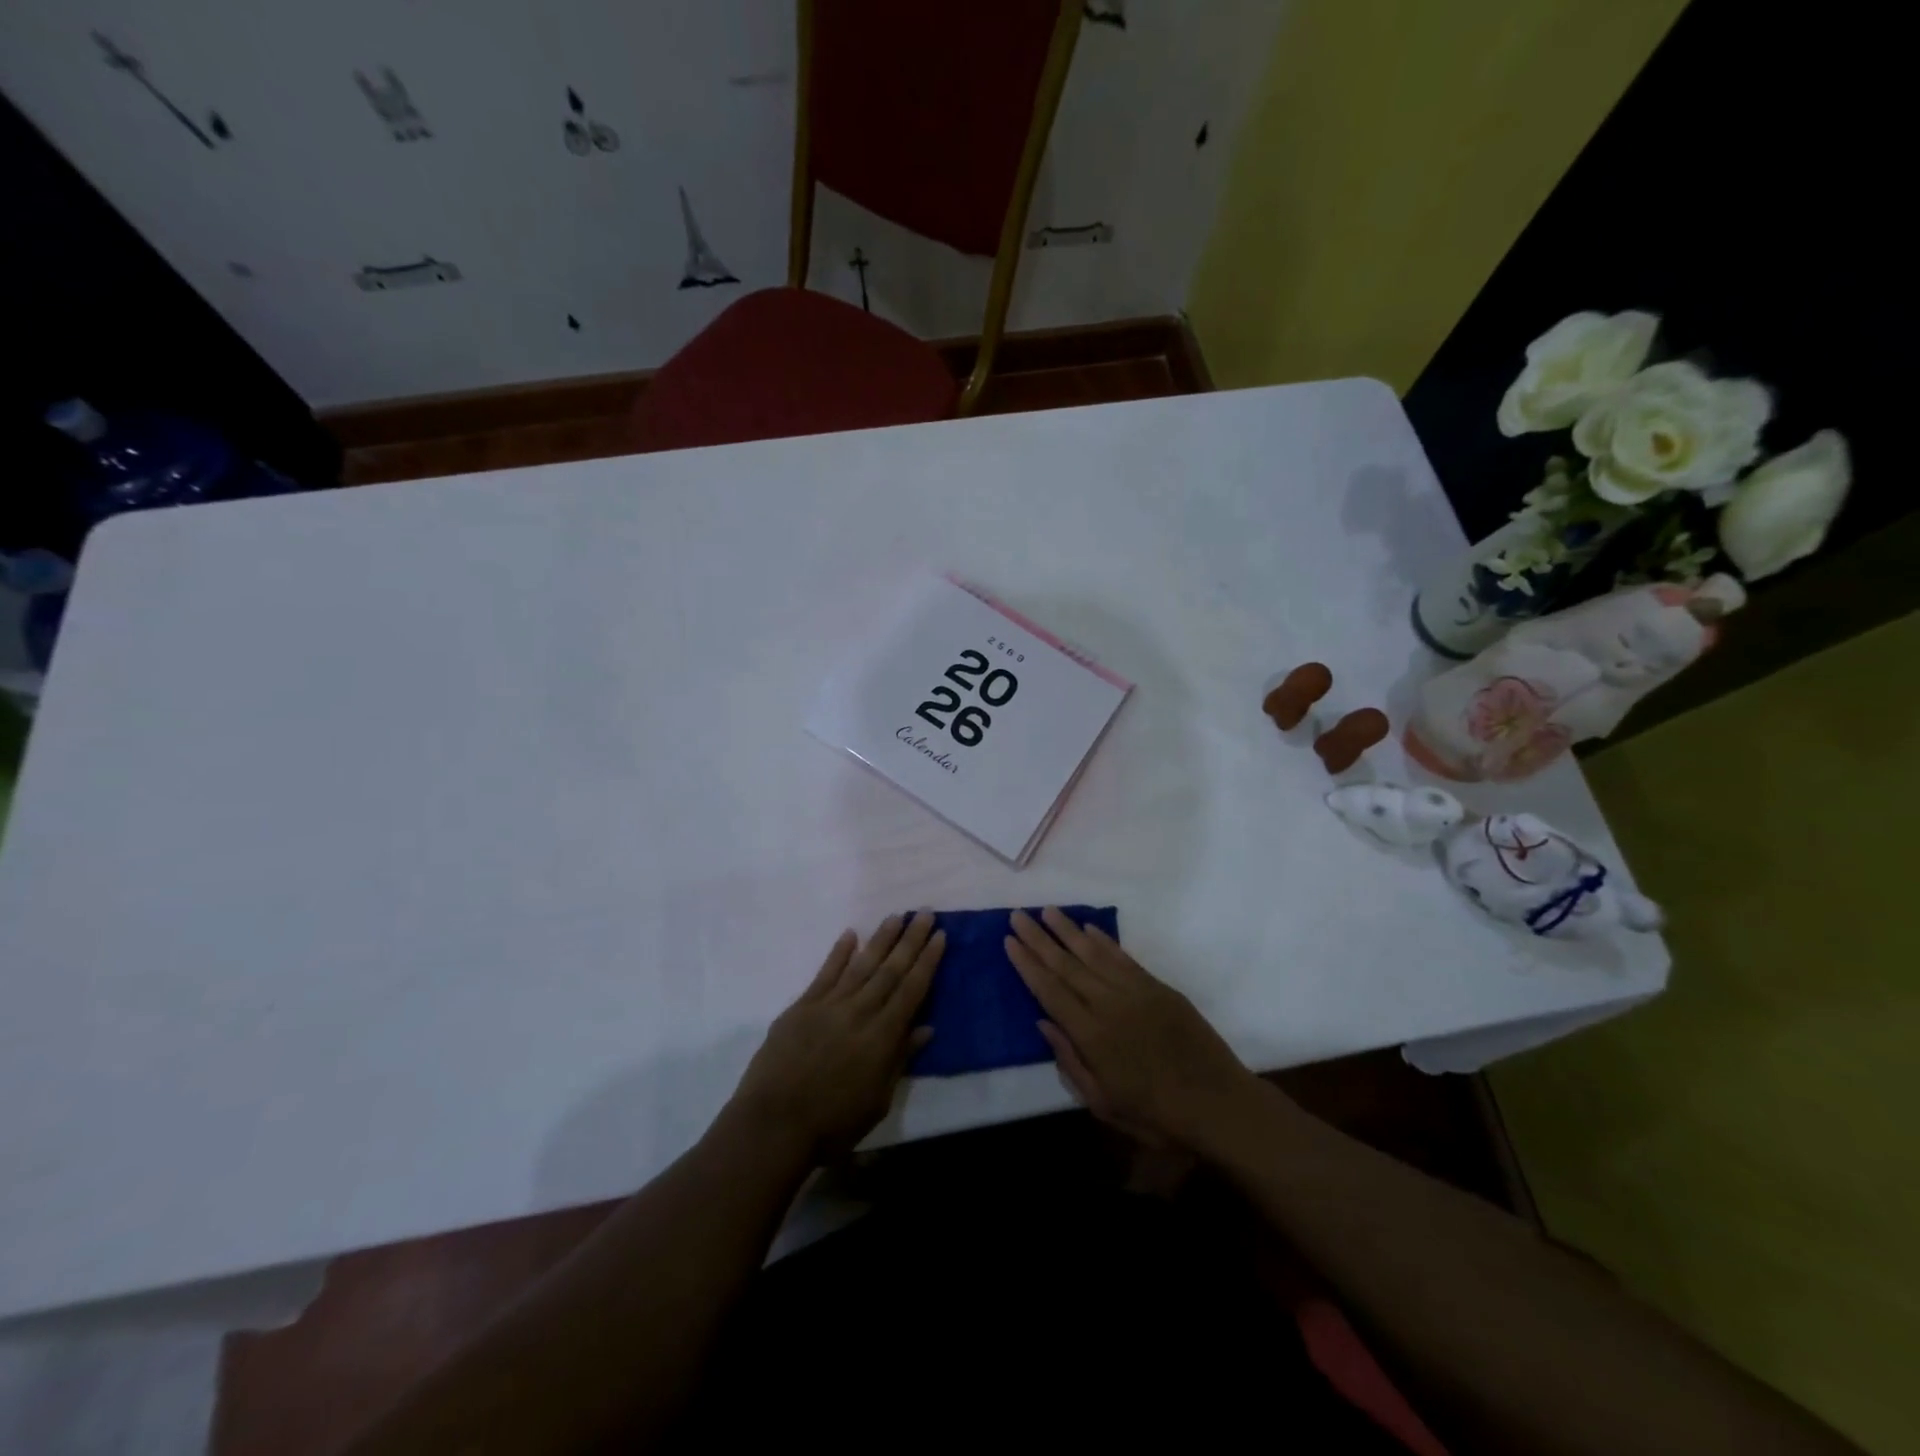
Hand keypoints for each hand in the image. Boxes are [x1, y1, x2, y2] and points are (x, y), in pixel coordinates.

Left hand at [729, 913, 944, 1162]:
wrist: (774, 1125)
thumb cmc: (832, 1124)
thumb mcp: (878, 1100)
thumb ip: (900, 1059)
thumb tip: (926, 1028)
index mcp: (882, 1036)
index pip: (912, 990)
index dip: (928, 961)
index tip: (940, 935)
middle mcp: (859, 1012)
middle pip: (890, 969)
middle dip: (910, 940)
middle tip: (924, 912)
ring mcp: (829, 1005)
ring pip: (861, 964)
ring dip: (881, 939)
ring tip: (896, 916)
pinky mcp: (802, 1007)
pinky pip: (825, 973)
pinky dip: (839, 953)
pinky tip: (850, 935)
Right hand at [1005, 908, 1258, 1152]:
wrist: (1219, 1104)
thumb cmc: (1157, 1115)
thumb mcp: (1104, 1104)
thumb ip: (1071, 1062)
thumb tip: (1044, 1023)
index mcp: (1092, 1036)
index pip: (1050, 991)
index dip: (1027, 965)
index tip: (1009, 941)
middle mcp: (1109, 1005)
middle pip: (1066, 965)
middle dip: (1039, 939)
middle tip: (1018, 915)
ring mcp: (1136, 992)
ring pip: (1094, 954)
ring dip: (1068, 931)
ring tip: (1047, 911)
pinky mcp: (1159, 988)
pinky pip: (1124, 958)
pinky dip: (1105, 942)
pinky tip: (1089, 929)